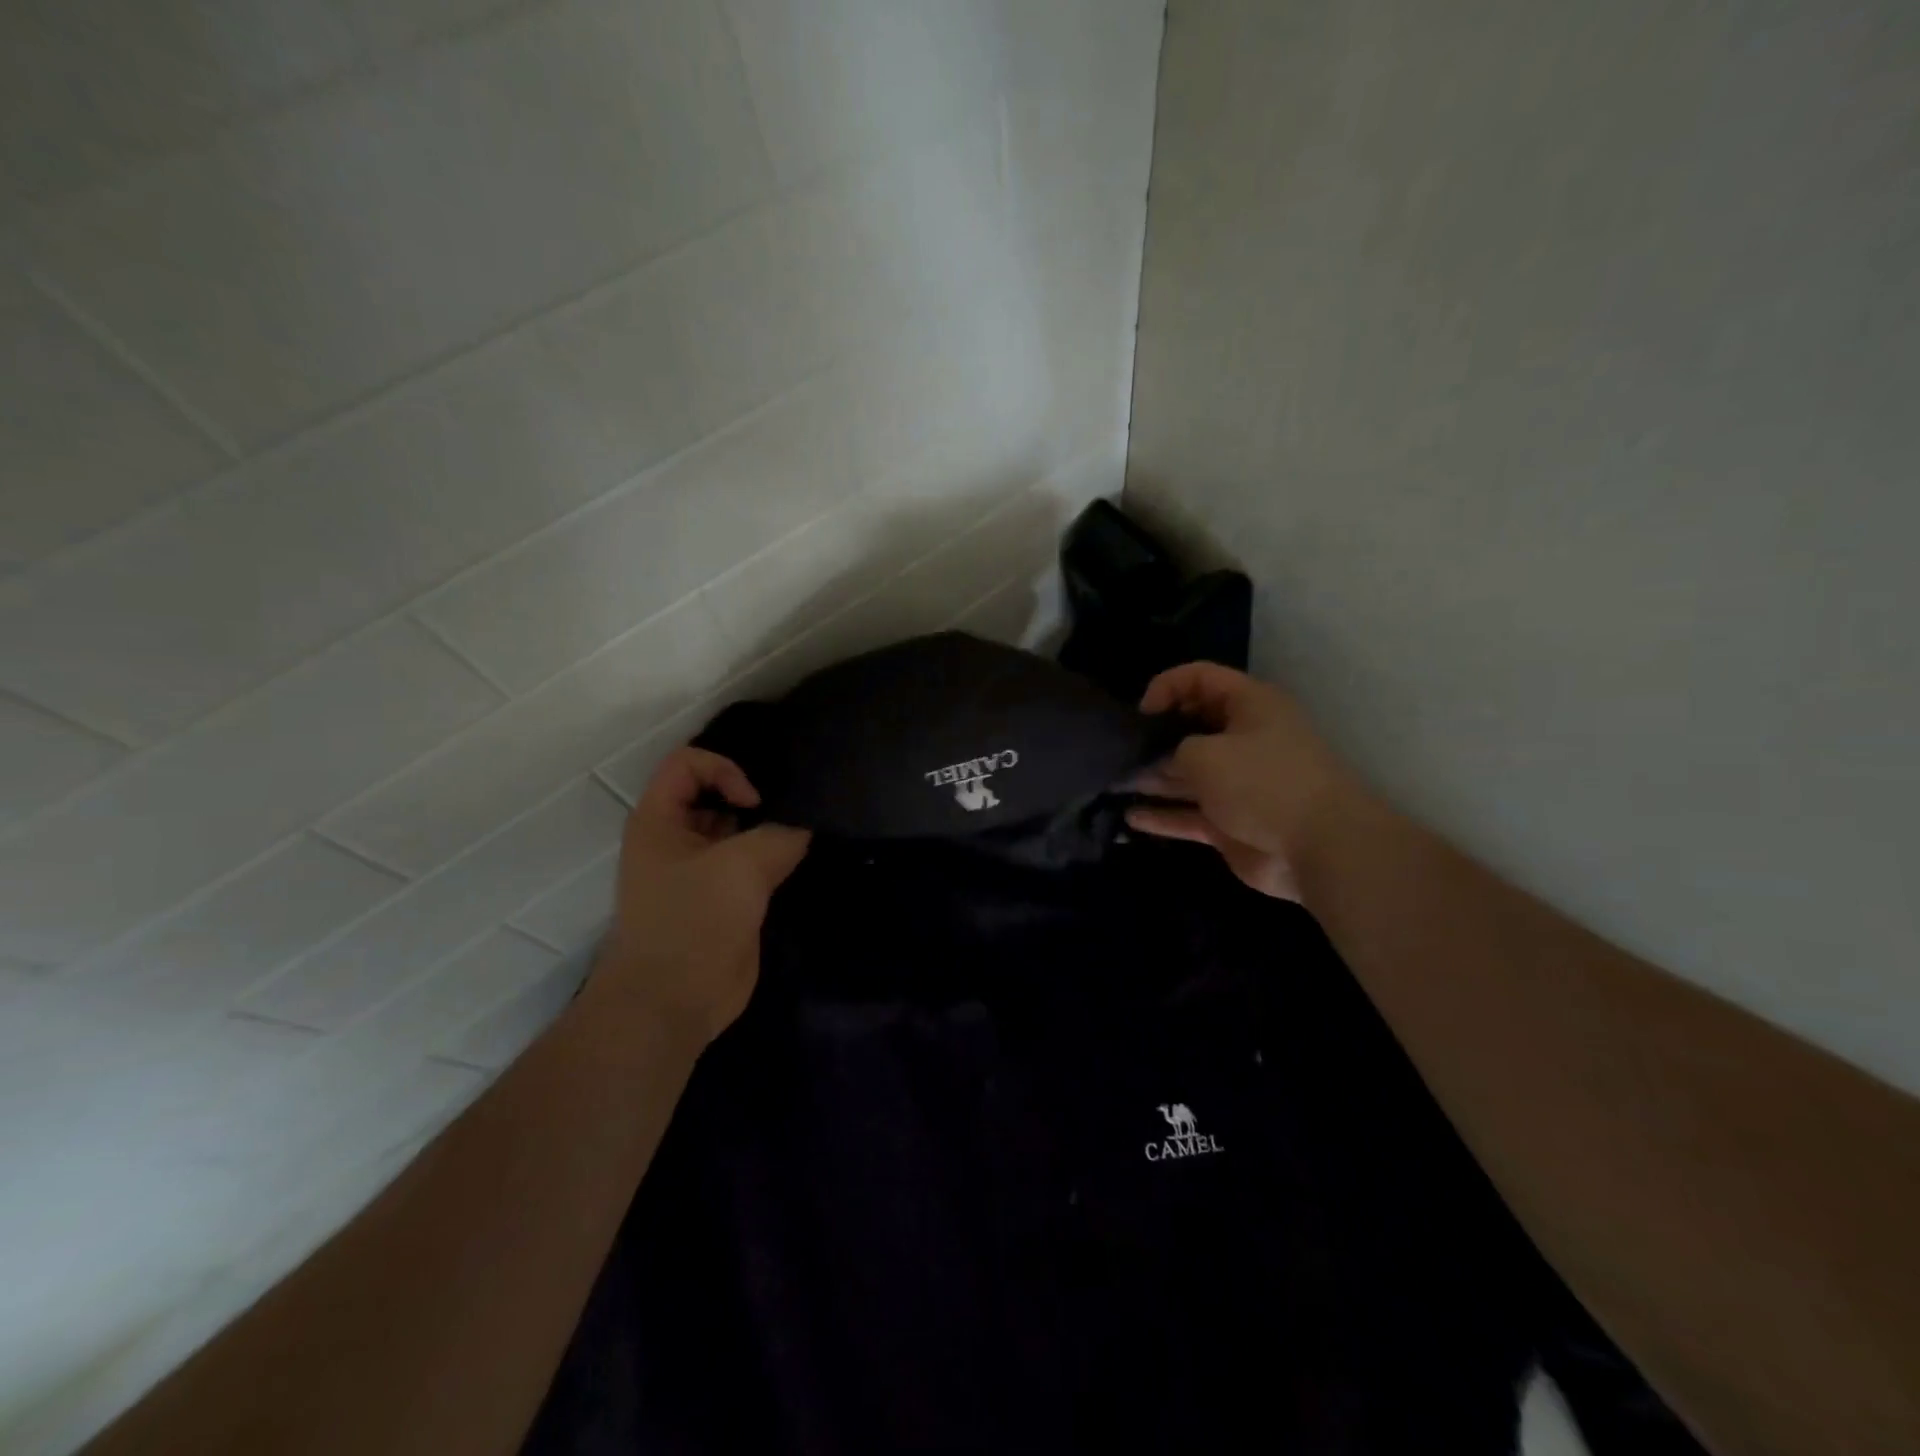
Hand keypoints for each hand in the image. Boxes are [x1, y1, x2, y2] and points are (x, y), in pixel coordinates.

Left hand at [595, 747, 810, 1045]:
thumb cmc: (694, 921)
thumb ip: (781, 835)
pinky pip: (748, 866)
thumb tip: (804, 830)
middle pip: (714, 795)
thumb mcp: (742, 866)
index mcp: (658, 820)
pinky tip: (800, 862)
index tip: (754, 803)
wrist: (673, 1002)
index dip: (724, 770)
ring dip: (767, 831)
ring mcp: (697, 872)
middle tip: (794, 807)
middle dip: (754, 797)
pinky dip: (772, 860)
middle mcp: (674, 840)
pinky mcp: (720, 900)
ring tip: (803, 833)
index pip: (687, 764)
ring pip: (735, 833)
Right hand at [1127, 663, 1357, 900]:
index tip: (1140, 715)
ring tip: (1113, 784)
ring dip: (1152, 780)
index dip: (1166, 688)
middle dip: (1153, 739)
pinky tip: (1130, 819)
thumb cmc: (1262, 782)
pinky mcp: (1230, 822)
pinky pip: (1189, 814)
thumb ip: (1171, 752)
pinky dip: (1162, 816)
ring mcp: (1237, 784)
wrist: (1320, 848)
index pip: (1200, 679)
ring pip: (1186, 775)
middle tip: (1118, 753)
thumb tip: (1157, 764)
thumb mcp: (1204, 754)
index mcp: (1249, 706)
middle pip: (1190, 728)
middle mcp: (1243, 739)